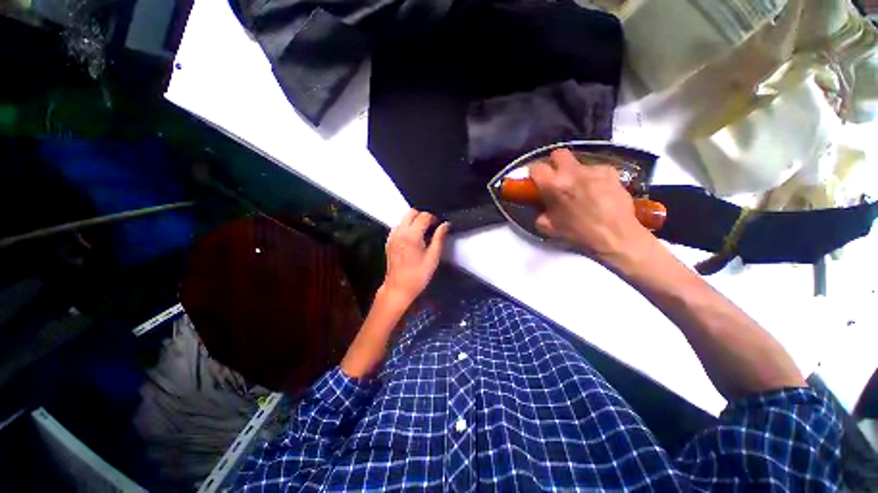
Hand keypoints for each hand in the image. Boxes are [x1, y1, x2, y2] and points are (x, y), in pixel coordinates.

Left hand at [381, 209, 449, 306]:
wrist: (398, 288)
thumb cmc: (418, 275)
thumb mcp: (433, 258)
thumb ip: (439, 238)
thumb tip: (445, 225)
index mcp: (411, 235)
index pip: (424, 216)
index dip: (434, 219)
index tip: (439, 228)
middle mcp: (400, 231)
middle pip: (412, 212)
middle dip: (423, 217)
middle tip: (431, 229)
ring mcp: (392, 235)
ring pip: (404, 218)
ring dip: (414, 221)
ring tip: (423, 234)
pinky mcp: (389, 241)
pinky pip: (399, 226)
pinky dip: (407, 227)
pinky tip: (413, 239)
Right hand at [530, 149, 653, 264]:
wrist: (616, 236)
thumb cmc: (578, 234)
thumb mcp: (549, 227)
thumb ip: (540, 213)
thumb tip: (540, 207)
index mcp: (553, 186)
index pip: (536, 167)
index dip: (535, 174)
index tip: (537, 181)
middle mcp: (572, 172)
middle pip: (558, 154)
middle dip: (555, 163)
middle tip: (558, 178)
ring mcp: (593, 170)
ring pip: (579, 163)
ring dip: (576, 173)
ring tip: (583, 189)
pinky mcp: (611, 171)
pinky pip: (597, 170)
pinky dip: (595, 178)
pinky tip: (599, 191)